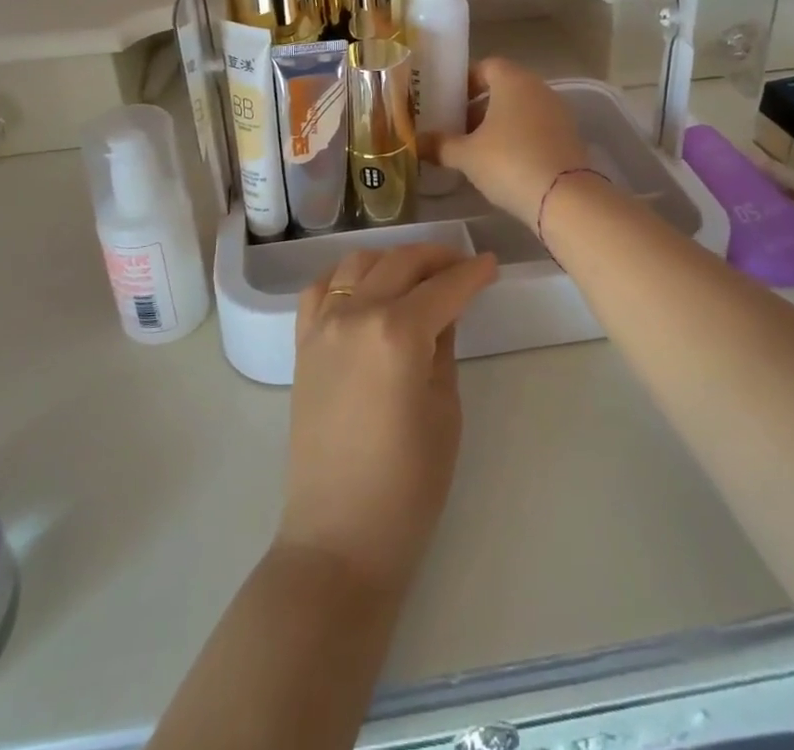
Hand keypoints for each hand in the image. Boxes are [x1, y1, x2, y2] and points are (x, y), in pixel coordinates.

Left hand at [278, 245, 496, 593]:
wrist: (338, 536)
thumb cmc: (408, 484)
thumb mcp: (445, 409)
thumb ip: (443, 346)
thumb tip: (447, 308)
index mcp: (398, 333)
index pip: (444, 287)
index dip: (472, 273)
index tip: (490, 264)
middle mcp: (356, 315)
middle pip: (400, 263)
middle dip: (436, 257)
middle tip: (461, 265)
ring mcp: (322, 327)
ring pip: (358, 263)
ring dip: (392, 259)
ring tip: (416, 274)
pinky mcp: (302, 344)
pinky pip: (321, 289)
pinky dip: (346, 277)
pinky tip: (364, 288)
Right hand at [425, 57, 591, 223]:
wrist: (564, 197)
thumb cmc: (509, 162)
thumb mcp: (466, 155)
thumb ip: (440, 145)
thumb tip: (417, 143)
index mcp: (513, 80)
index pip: (486, 66)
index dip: (465, 81)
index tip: (447, 101)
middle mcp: (539, 88)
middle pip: (504, 88)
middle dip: (479, 106)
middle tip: (457, 128)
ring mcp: (558, 113)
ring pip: (521, 110)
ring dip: (499, 124)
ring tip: (476, 149)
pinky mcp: (569, 137)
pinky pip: (537, 129)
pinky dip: (519, 138)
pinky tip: (503, 163)